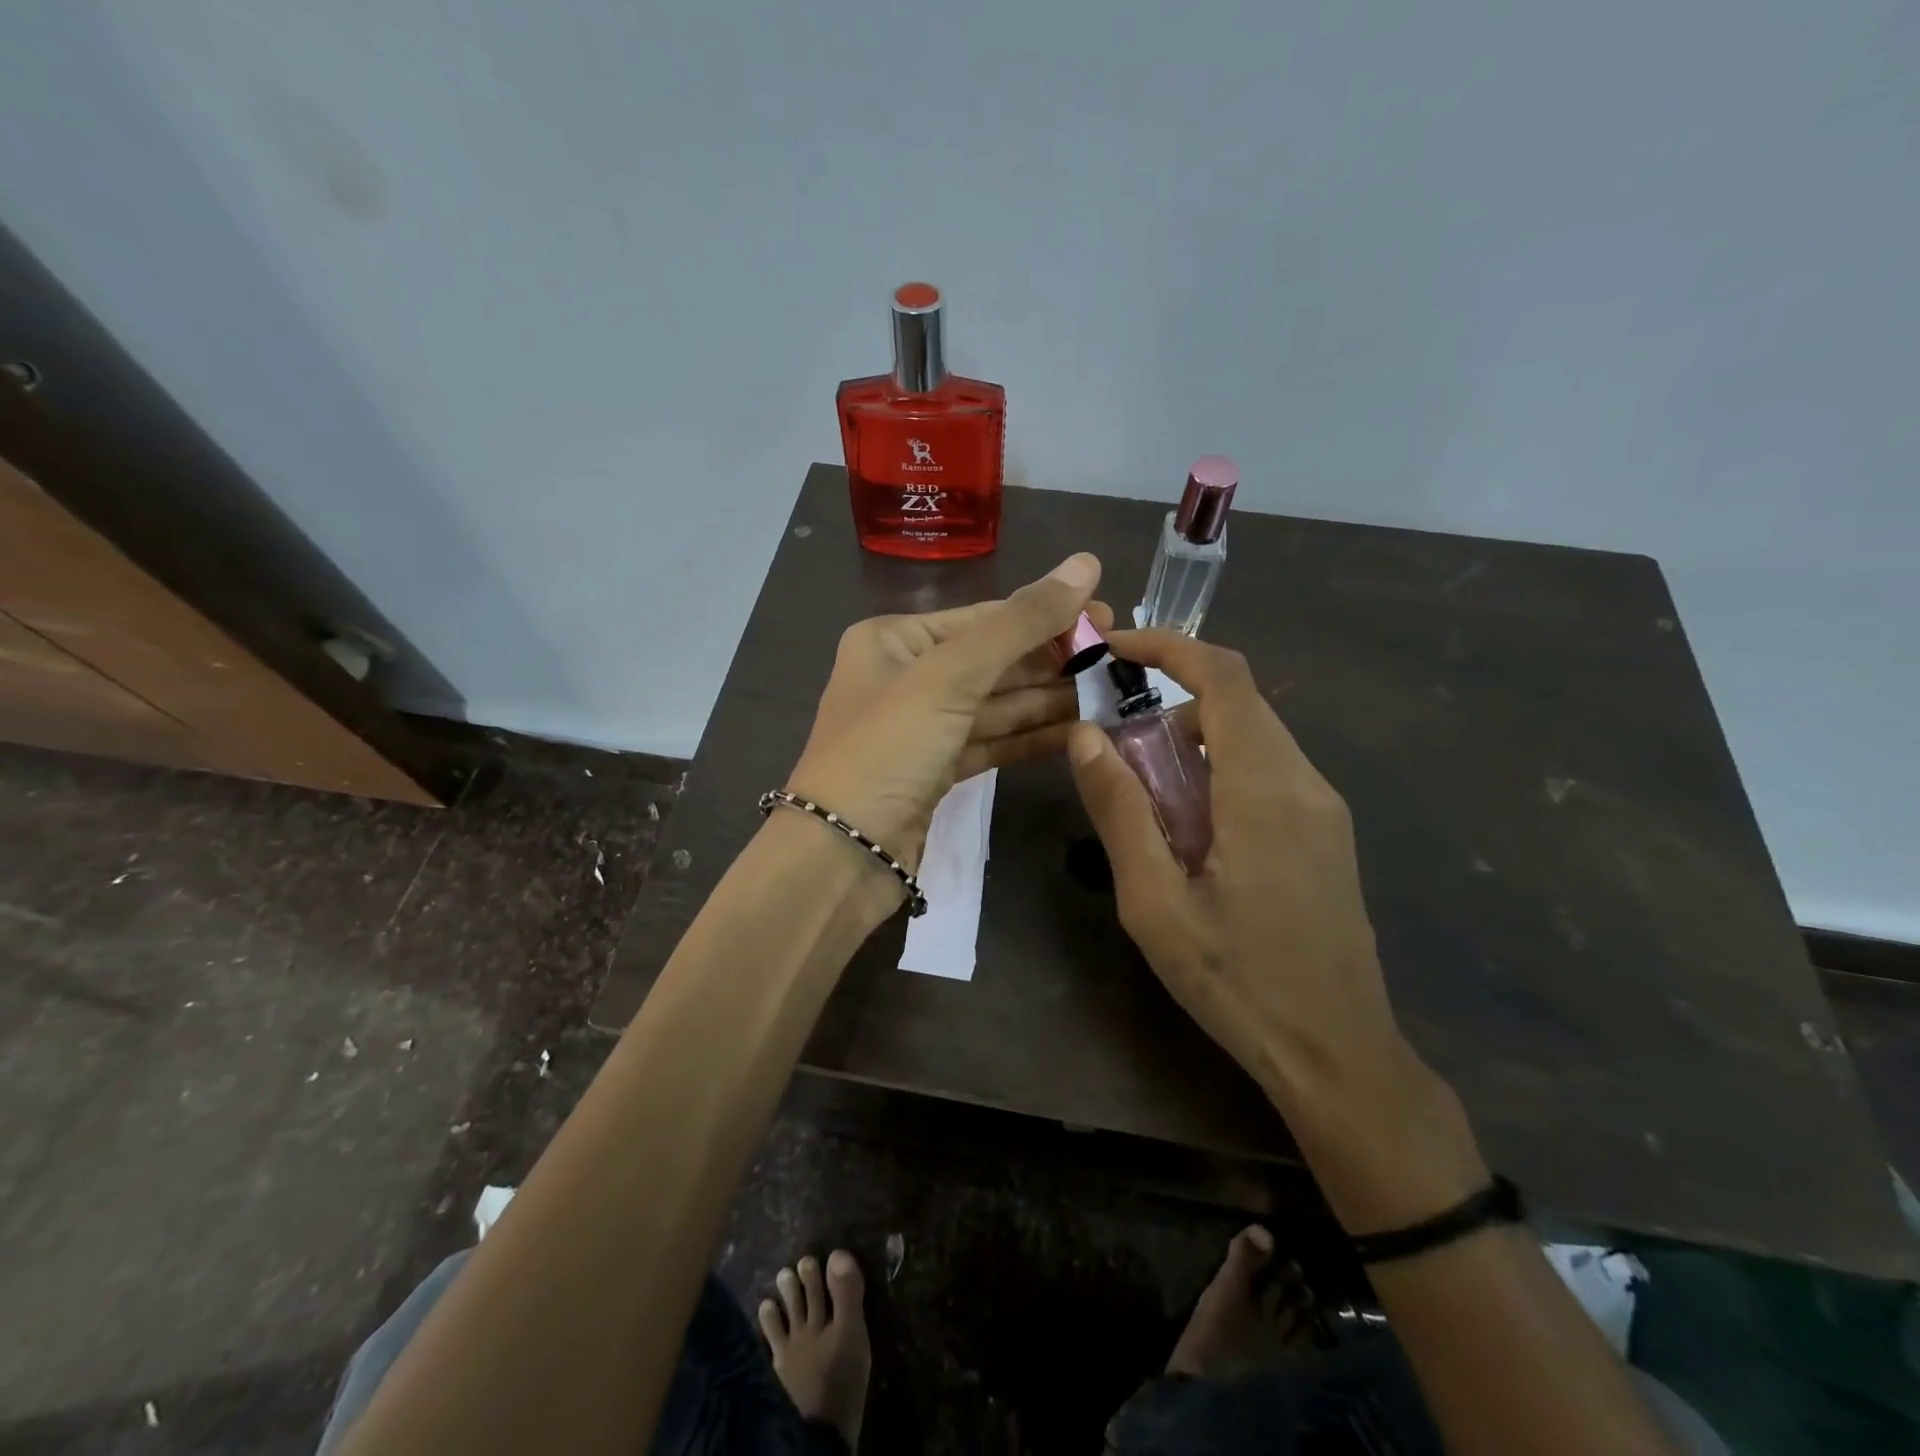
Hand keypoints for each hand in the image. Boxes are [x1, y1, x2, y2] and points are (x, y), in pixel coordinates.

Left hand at [786, 553, 1105, 878]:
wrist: (842, 855)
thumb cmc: (888, 749)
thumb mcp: (951, 676)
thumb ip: (1020, 622)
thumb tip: (1086, 563)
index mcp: (894, 640)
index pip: (984, 619)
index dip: (1047, 615)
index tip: (1110, 617)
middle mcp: (906, 677)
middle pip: (994, 661)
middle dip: (1053, 661)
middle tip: (1119, 658)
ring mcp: (923, 728)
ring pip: (997, 705)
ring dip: (1051, 701)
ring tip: (1112, 694)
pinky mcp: (938, 771)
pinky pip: (993, 742)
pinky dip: (1033, 738)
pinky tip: (1080, 732)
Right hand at [1065, 630, 1487, 1229]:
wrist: (1338, 1054)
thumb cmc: (1237, 980)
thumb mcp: (1155, 902)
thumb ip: (1120, 811)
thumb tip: (1087, 736)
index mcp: (1265, 789)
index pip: (1226, 678)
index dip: (1169, 648)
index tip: (1114, 651)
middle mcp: (1305, 782)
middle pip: (1238, 704)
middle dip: (1170, 701)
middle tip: (1113, 742)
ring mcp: (1324, 808)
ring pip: (1253, 738)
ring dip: (1192, 741)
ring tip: (1145, 797)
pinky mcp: (1326, 833)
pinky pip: (1268, 772)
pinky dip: (1219, 770)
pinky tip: (1191, 830)